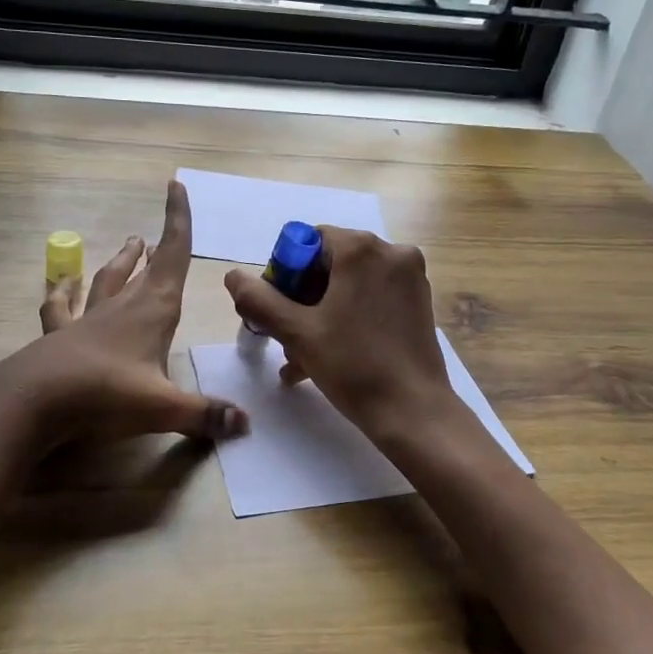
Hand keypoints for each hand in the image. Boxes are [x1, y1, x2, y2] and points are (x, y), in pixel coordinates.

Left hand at [0, 181, 248, 459]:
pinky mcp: (60, 336)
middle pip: (143, 268)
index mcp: (153, 311)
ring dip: (119, 262)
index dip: (178, 221)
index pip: (172, 256)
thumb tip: (246, 425)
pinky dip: (63, 293)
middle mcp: (121, 307)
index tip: (176, 187)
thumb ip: (205, 414)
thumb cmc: (105, 394)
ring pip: (107, 280)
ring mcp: (87, 319)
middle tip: (155, 235)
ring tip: (128, 244)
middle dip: (155, 248)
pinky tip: (60, 285)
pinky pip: (61, 307)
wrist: (31, 402)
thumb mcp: (162, 408)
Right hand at [224, 227, 454, 440]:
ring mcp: (410, 278)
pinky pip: (372, 299)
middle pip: (330, 263)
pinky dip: (348, 319)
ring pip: (350, 285)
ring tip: (299, 358)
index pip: (308, 242)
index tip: (278, 310)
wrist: (413, 411)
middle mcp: (391, 253)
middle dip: (302, 299)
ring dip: (321, 315)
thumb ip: (260, 300)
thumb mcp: (297, 332)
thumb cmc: (353, 366)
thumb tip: (233, 276)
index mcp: (362, 249)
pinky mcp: (419, 302)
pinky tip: (326, 357)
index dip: (285, 274)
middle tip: (286, 336)